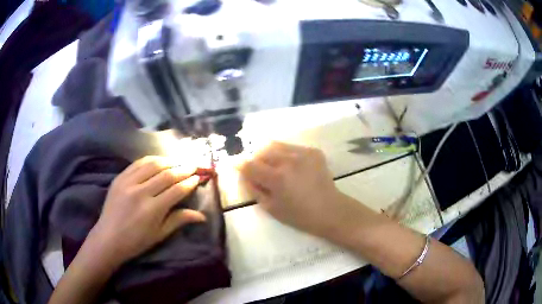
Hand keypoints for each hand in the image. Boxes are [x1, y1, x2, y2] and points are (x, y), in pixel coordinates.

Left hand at [89, 156, 205, 266]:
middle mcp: (141, 192)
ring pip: (152, 164)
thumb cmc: (136, 241)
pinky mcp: (119, 178)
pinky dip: (150, 159)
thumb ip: (179, 220)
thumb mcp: (160, 234)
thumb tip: (202, 216)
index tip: (199, 177)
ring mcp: (128, 182)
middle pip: (166, 175)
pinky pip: (137, 163)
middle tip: (193, 165)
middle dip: (183, 169)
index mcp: (153, 209)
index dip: (190, 182)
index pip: (176, 190)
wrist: (108, 238)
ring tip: (178, 161)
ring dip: (168, 161)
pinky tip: (158, 160)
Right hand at [239, 142, 346, 236]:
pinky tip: (291, 167)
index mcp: (277, 178)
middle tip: (258, 171)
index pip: (250, 165)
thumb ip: (254, 189)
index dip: (240, 164)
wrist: (329, 210)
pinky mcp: (313, 151)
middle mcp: (289, 160)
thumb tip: (244, 175)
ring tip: (274, 167)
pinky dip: (285, 155)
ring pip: (276, 145)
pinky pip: (291, 147)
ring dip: (269, 155)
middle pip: (262, 151)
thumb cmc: (299, 215)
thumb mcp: (270, 208)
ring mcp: (303, 153)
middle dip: (256, 160)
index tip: (235, 165)